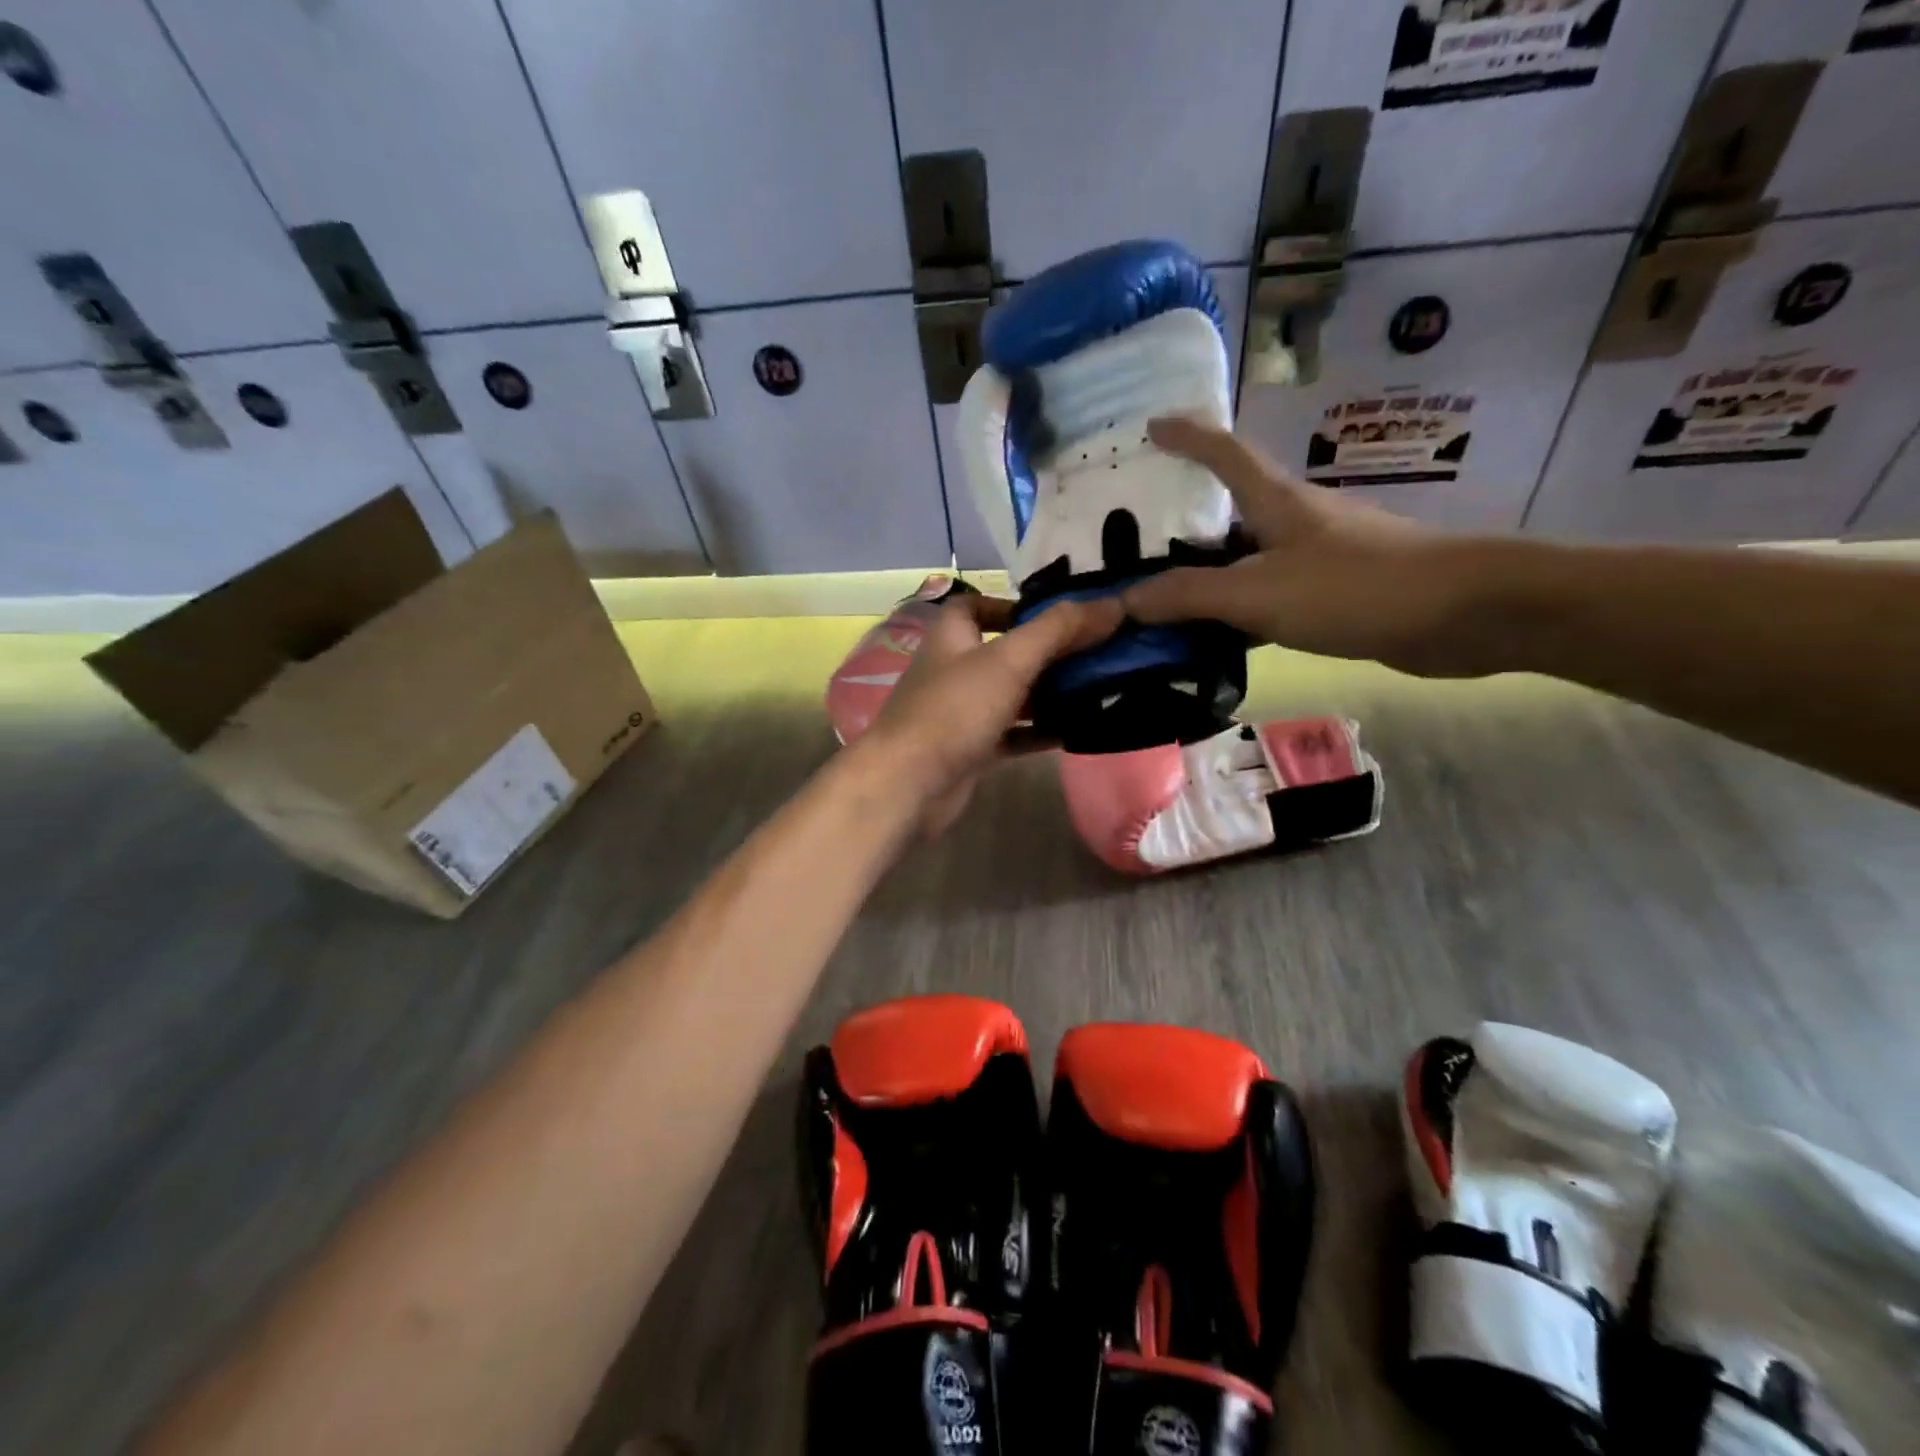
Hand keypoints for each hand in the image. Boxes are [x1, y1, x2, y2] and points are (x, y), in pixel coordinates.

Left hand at [859, 593, 1121, 835]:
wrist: (909, 785)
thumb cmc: (954, 710)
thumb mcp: (1009, 660)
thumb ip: (1059, 630)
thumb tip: (1112, 603)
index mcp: (952, 636)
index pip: (975, 604)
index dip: (1011, 604)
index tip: (1055, 615)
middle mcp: (954, 670)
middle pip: (1004, 651)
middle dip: (1047, 651)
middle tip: (1095, 652)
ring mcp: (960, 713)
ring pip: (1011, 695)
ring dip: (1048, 693)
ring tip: (1097, 689)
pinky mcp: (970, 750)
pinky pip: (1011, 734)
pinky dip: (1039, 732)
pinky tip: (1075, 731)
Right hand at [1123, 417, 1487, 676]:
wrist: (1464, 614)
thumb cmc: (1355, 587)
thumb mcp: (1258, 592)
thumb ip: (1189, 595)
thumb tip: (1125, 599)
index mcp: (1276, 501)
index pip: (1224, 452)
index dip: (1187, 436)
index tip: (1151, 425)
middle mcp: (1295, 520)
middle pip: (1230, 510)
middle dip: (1183, 520)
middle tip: (1133, 540)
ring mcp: (1318, 558)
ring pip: (1248, 559)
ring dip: (1207, 574)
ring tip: (1160, 597)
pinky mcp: (1336, 595)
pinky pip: (1269, 596)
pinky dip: (1237, 611)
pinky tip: (1215, 638)